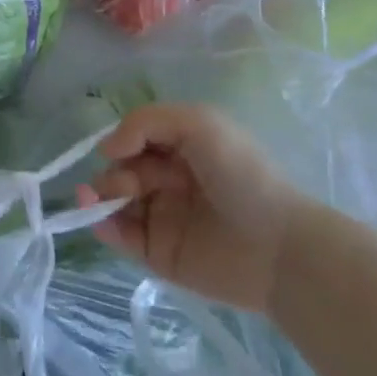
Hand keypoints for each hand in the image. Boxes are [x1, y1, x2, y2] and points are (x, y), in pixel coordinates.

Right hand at [81, 103, 304, 313]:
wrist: (277, 247)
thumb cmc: (242, 176)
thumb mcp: (199, 124)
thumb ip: (145, 122)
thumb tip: (106, 148)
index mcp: (181, 149)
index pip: (135, 139)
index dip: (121, 141)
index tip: (117, 149)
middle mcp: (168, 180)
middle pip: (121, 169)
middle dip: (113, 172)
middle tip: (129, 185)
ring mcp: (162, 217)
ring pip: (114, 201)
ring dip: (99, 196)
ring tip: (102, 201)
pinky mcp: (159, 253)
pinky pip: (121, 237)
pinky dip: (103, 226)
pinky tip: (101, 220)